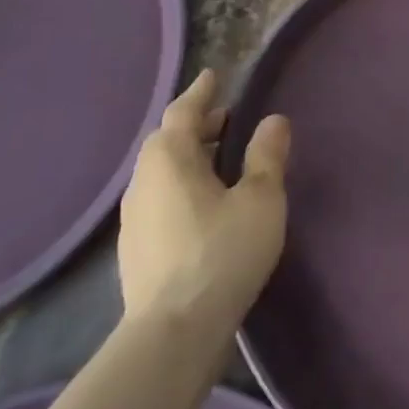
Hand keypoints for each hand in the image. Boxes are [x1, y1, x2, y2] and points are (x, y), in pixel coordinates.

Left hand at [118, 70, 290, 327]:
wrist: (173, 332)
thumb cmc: (222, 253)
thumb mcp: (260, 199)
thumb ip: (266, 156)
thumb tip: (273, 120)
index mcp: (170, 159)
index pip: (183, 112)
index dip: (201, 93)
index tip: (213, 76)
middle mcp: (144, 181)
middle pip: (167, 140)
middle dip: (196, 125)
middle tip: (226, 119)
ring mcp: (135, 218)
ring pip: (162, 171)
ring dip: (189, 156)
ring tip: (219, 159)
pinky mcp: (137, 249)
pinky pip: (161, 197)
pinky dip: (182, 184)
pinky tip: (203, 204)